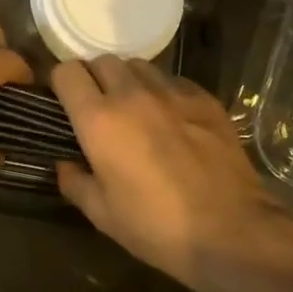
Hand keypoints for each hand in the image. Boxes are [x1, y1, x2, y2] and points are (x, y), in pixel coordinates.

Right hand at [52, 57, 292, 289]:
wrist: (232, 230)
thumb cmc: (157, 227)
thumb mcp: (103, 215)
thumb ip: (75, 182)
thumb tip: (65, 164)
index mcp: (99, 119)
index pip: (67, 72)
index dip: (61, 83)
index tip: (63, 102)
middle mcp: (132, 94)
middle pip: (102, 61)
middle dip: (94, 78)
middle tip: (99, 107)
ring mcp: (171, 92)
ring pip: (138, 65)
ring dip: (128, 80)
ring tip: (135, 108)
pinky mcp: (204, 97)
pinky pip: (173, 80)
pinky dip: (163, 91)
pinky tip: (171, 118)